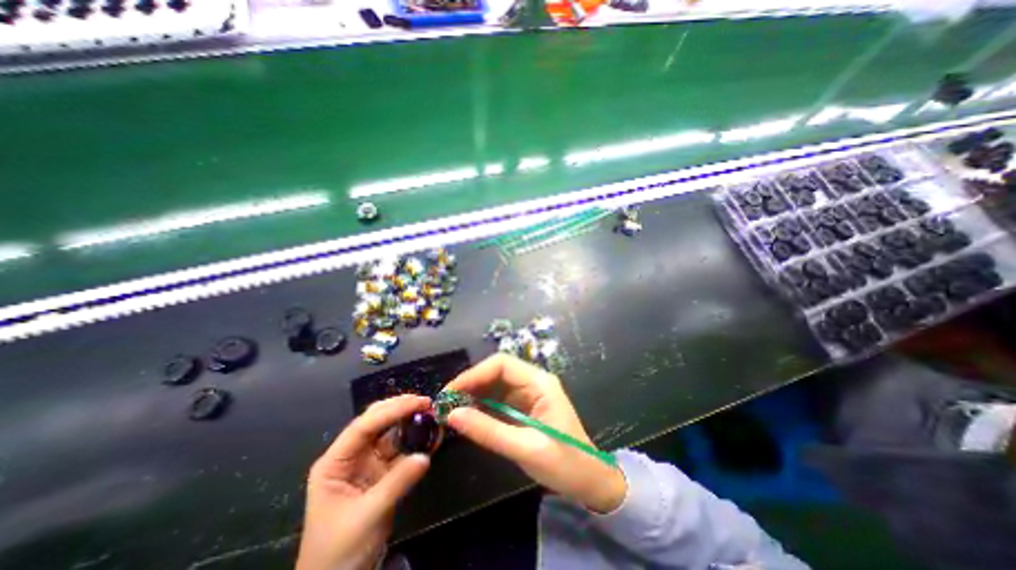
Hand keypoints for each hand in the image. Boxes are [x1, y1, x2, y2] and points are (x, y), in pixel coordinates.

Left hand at [298, 395, 432, 569]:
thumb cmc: (339, 552)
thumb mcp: (367, 516)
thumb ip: (397, 482)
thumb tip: (426, 456)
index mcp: (335, 462)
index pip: (363, 426)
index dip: (391, 410)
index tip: (418, 401)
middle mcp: (351, 455)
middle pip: (376, 422)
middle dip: (400, 409)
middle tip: (427, 403)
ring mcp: (367, 463)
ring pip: (390, 433)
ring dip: (411, 422)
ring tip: (431, 413)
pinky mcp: (382, 472)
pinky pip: (401, 450)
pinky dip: (416, 441)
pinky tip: (430, 435)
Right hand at [445, 354, 628, 512]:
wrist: (590, 481)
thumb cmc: (565, 463)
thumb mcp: (525, 448)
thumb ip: (488, 431)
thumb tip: (452, 415)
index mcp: (539, 383)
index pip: (502, 364)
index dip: (474, 374)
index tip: (451, 392)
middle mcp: (533, 382)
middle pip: (496, 371)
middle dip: (471, 383)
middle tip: (446, 403)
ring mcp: (528, 394)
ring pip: (495, 385)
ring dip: (473, 395)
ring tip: (451, 410)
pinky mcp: (523, 408)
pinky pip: (498, 400)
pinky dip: (481, 407)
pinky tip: (467, 417)